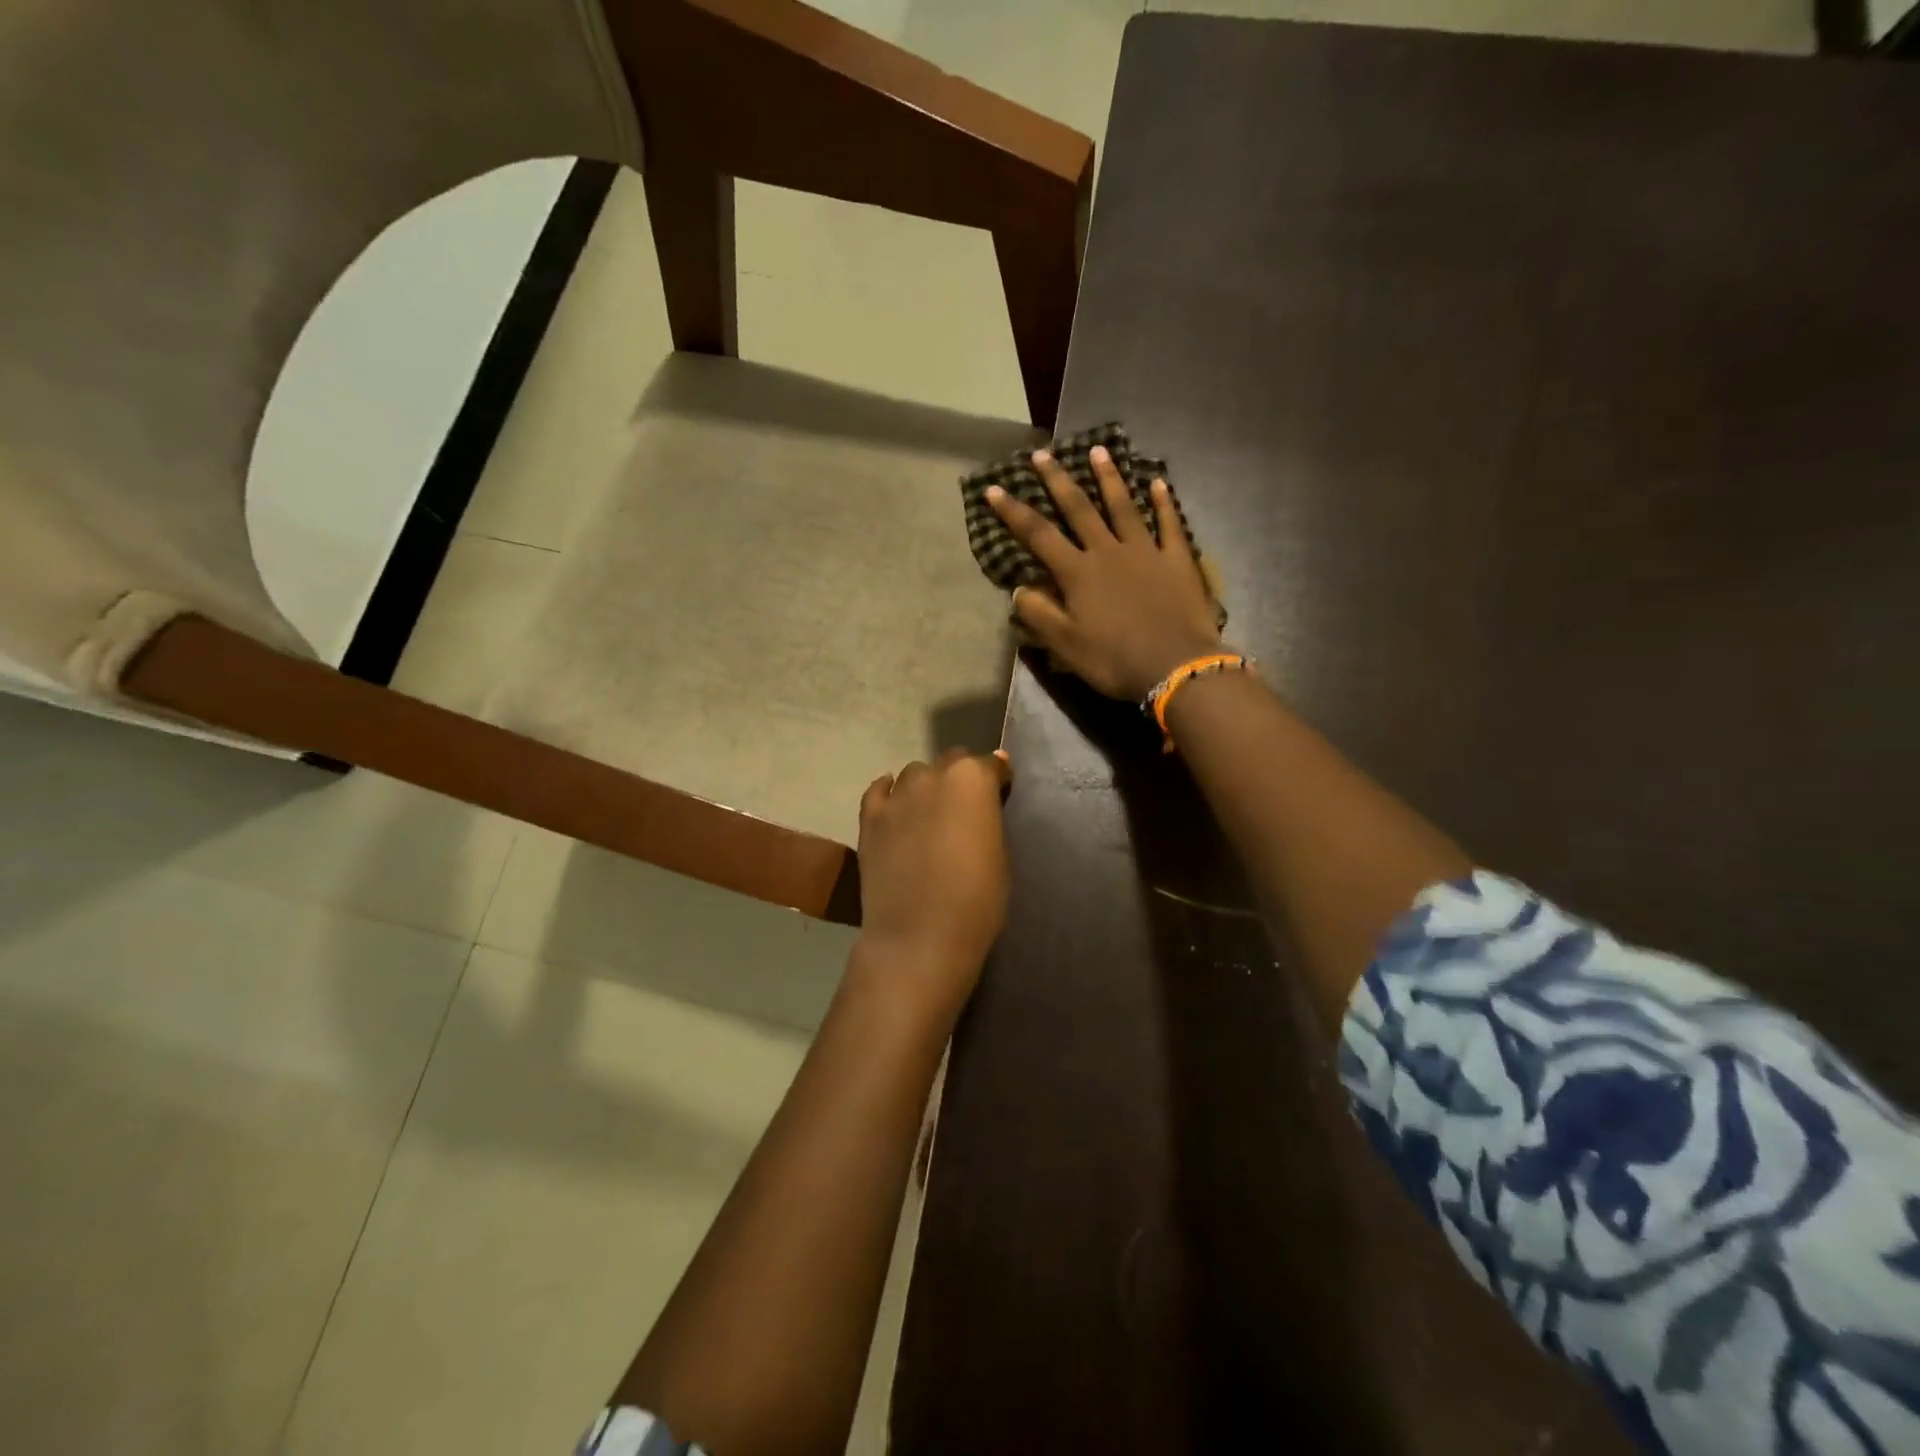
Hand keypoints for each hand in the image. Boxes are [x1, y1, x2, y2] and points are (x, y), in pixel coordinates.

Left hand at [851, 749, 1012, 1021]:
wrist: (920, 936)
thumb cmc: (977, 900)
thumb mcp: (1000, 854)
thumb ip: (990, 817)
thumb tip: (987, 796)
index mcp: (972, 779)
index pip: (990, 764)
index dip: (997, 780)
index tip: (1001, 796)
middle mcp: (933, 775)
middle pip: (951, 762)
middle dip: (961, 778)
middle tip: (966, 809)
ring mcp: (897, 795)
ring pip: (915, 774)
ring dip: (926, 786)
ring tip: (930, 814)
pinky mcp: (869, 817)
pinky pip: (879, 790)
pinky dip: (889, 792)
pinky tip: (895, 804)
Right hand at [987, 447, 1221, 700]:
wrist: (1176, 666)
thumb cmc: (1115, 659)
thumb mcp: (1066, 645)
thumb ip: (1040, 614)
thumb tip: (1019, 589)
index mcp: (1078, 573)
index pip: (1039, 535)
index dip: (1014, 512)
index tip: (995, 488)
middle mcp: (1108, 551)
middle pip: (1079, 509)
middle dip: (1058, 481)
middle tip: (1043, 454)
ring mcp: (1146, 551)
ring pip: (1123, 506)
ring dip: (1109, 478)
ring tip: (1098, 451)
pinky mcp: (1177, 559)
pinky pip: (1170, 524)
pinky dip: (1163, 502)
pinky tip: (1158, 482)